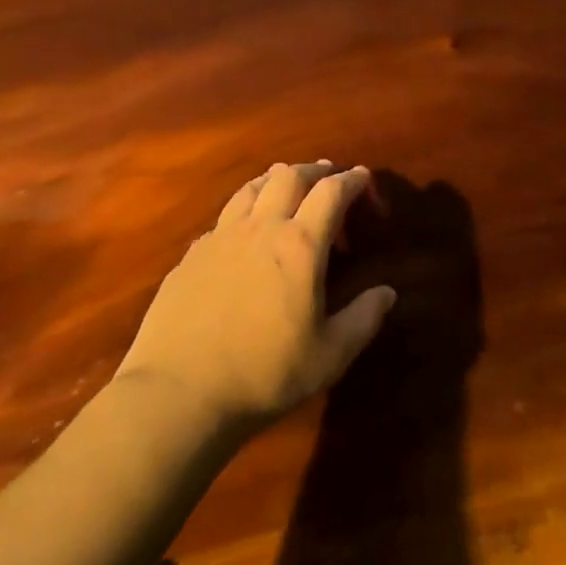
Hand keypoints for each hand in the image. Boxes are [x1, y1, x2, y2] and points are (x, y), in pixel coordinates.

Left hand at [115, 162, 396, 431]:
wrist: (177, 394)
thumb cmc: (264, 374)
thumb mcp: (330, 355)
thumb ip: (364, 319)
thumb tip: (388, 292)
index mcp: (301, 245)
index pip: (332, 192)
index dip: (352, 180)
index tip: (364, 178)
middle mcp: (261, 228)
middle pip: (290, 176)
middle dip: (315, 170)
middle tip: (329, 175)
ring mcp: (220, 238)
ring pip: (252, 188)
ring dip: (276, 180)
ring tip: (287, 186)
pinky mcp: (190, 256)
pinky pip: (224, 217)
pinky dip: (245, 210)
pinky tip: (244, 232)